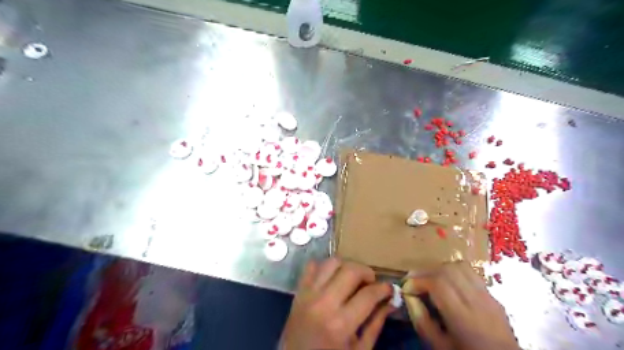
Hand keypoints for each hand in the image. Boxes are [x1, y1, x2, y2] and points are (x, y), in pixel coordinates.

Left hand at [281, 258, 390, 348]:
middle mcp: (323, 303)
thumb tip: (390, 301)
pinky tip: (332, 277)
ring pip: (332, 262)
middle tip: (371, 283)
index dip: (384, 288)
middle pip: (350, 270)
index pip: (368, 294)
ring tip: (352, 278)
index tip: (389, 288)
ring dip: (346, 266)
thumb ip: (375, 323)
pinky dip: (324, 266)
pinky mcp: (298, 291)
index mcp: (340, 324)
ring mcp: (308, 294)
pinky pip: (312, 266)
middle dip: (366, 272)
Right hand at [402, 261, 519, 349]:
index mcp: (463, 318)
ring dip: (441, 270)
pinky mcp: (493, 295)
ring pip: (460, 267)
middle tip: (417, 283)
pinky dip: (455, 273)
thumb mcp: (439, 346)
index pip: (438, 283)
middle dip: (427, 272)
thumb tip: (409, 296)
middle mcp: (477, 301)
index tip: (407, 289)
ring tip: (432, 282)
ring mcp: (488, 296)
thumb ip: (421, 320)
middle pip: (448, 270)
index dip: (418, 281)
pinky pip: (471, 274)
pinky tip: (449, 285)